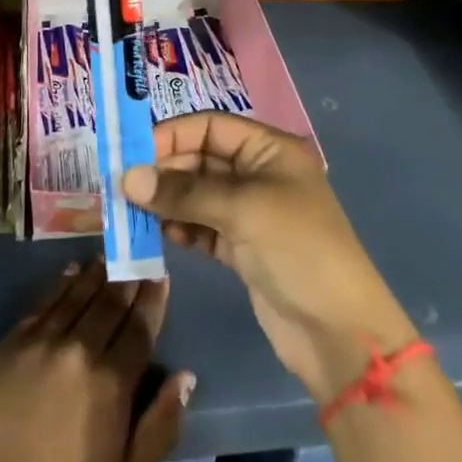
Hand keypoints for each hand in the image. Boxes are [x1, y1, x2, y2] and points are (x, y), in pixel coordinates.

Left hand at [0, 259, 193, 461]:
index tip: (160, 274)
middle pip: (110, 303)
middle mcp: (81, 350)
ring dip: (96, 274)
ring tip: (107, 258)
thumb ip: (160, 425)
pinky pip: (43, 302)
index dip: (152, 299)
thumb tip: (185, 376)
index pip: (140, 328)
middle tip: (136, 255)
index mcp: (113, 382)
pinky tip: (69, 272)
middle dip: (128, 278)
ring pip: (78, 295)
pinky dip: (60, 284)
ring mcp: (44, 341)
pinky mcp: (12, 341)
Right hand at [124, 112, 415, 404]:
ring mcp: (250, 213)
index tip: (131, 152)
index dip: (172, 135)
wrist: (339, 334)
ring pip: (197, 194)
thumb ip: (184, 192)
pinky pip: (202, 226)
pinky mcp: (242, 248)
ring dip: (167, 200)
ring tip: (132, 211)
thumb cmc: (298, 251)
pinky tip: (160, 234)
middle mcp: (259, 174)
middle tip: (123, 186)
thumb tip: (127, 178)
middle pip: (200, 159)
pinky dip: (181, 227)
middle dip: (164, 170)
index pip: (211, 126)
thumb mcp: (243, 210)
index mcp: (270, 150)